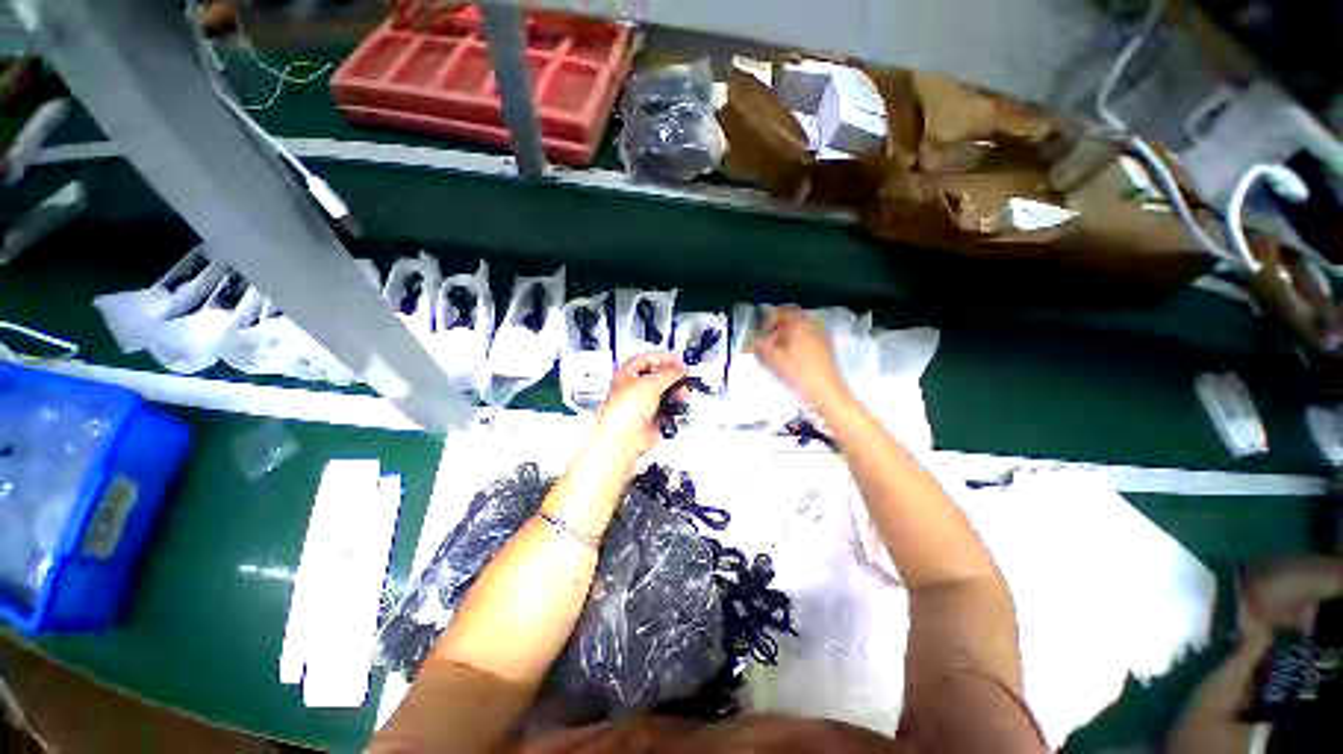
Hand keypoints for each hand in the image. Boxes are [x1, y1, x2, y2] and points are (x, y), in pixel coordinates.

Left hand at [595, 352, 686, 457]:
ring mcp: (642, 405)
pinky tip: (679, 403)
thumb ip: (668, 373)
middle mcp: (633, 389)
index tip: (677, 359)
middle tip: (684, 374)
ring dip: (675, 390)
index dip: (662, 358)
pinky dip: (674, 405)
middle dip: (672, 375)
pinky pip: (666, 408)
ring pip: (663, 393)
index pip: (646, 360)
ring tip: (684, 389)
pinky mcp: (651, 418)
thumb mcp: (651, 384)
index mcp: (626, 375)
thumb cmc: (623, 411)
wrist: (624, 438)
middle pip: (657, 377)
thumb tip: (679, 368)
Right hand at [751, 307, 850, 409]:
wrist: (827, 389)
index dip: (770, 319)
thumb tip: (756, 342)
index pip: (782, 312)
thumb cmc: (799, 372)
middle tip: (768, 341)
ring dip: (788, 335)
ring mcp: (822, 334)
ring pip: (801, 328)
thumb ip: (763, 347)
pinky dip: (798, 341)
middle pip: (792, 320)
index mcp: (799, 323)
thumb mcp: (775, 359)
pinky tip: (793, 356)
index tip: (762, 330)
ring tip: (779, 351)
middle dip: (778, 328)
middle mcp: (812, 324)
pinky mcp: (827, 345)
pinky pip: (809, 336)